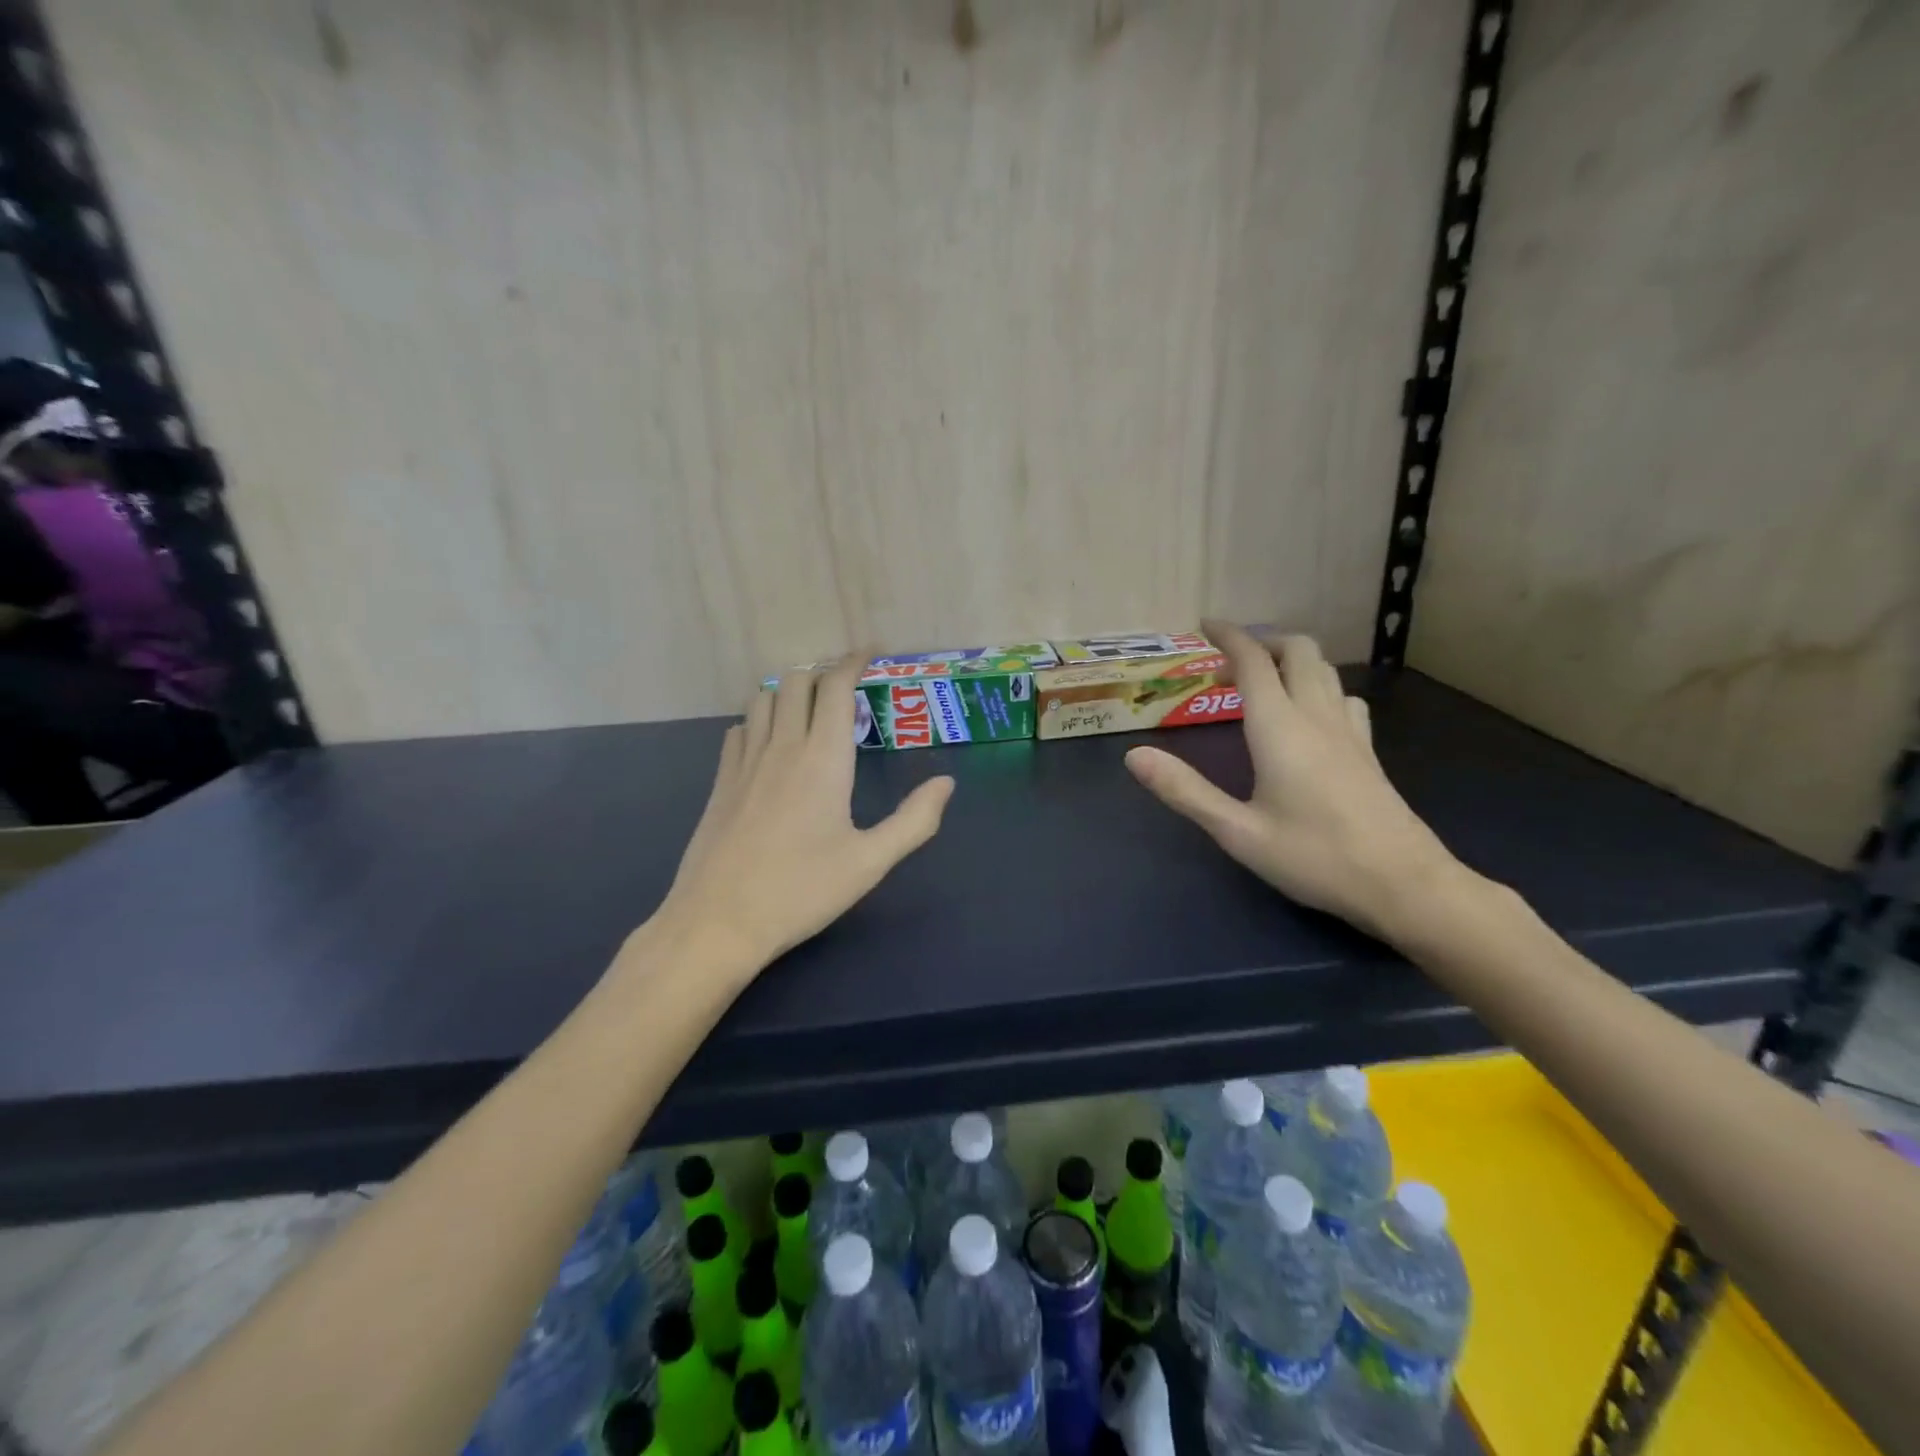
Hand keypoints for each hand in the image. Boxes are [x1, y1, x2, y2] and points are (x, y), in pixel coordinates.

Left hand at [645, 657, 954, 974]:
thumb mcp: (870, 862)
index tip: (870, 654)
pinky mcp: (721, 782)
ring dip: (788, 692)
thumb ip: (914, 820)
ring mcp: (744, 762)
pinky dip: (759, 720)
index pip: (836, 688)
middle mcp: (781, 747)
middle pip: (796, 682)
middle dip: (823, 673)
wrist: (718, 921)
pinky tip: (769, 743)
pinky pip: (739, 729)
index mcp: (823, 759)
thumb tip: (946, 783)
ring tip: (809, 710)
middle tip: (847, 690)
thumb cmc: (801, 891)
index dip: (853, 662)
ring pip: (762, 699)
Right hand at [1124, 622, 1459, 941]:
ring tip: (1263, 678)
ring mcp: (1349, 732)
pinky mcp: (1368, 751)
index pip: (1254, 661)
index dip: (1229, 636)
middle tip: (1230, 659)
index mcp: (1280, 728)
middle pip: (1298, 650)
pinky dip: (1318, 685)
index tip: (1205, 625)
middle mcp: (1317, 717)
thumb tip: (1134, 756)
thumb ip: (1185, 791)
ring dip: (1291, 659)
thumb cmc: (1314, 857)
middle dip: (1263, 640)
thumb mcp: (1237, 832)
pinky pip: (1343, 696)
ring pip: (1325, 669)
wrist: (1404, 885)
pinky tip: (1309, 713)